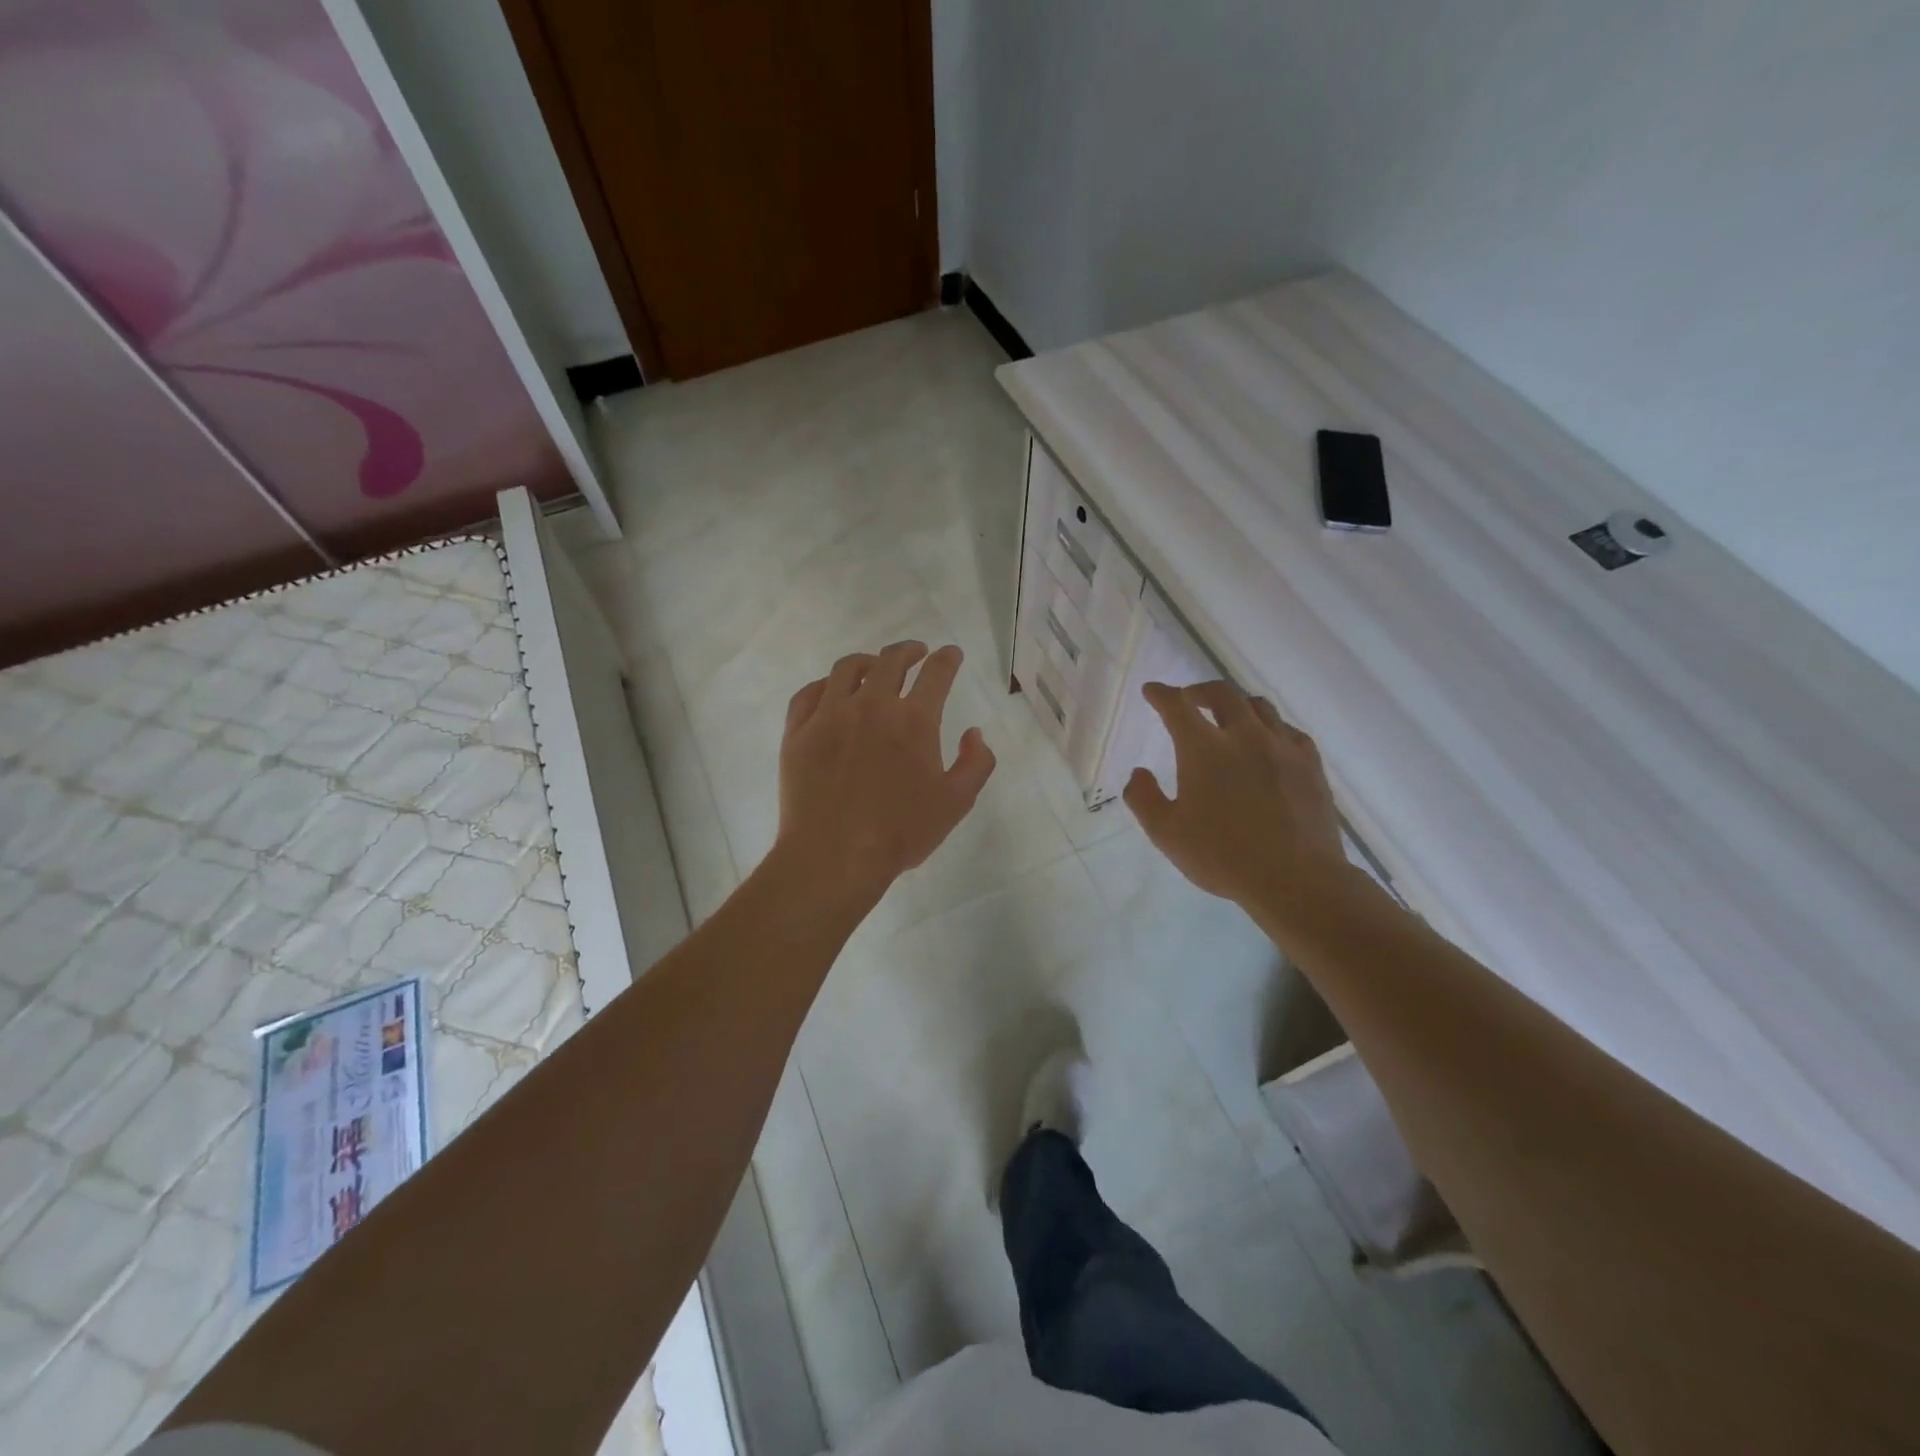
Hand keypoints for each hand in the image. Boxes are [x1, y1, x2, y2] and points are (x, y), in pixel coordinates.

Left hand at [775, 641, 996, 907]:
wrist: (833, 857)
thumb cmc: (900, 833)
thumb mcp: (955, 803)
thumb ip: (975, 763)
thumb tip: (974, 733)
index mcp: (914, 721)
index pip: (936, 674)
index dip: (947, 659)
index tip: (951, 654)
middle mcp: (872, 706)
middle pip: (890, 661)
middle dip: (908, 651)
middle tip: (916, 652)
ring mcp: (829, 716)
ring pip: (847, 669)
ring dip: (868, 661)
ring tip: (874, 666)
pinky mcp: (798, 732)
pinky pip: (809, 693)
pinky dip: (826, 684)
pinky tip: (831, 691)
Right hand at [1123, 680, 1347, 909]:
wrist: (1296, 879)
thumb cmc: (1223, 857)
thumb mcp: (1166, 834)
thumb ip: (1144, 798)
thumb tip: (1138, 773)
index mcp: (1204, 749)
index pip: (1177, 706)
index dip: (1161, 695)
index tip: (1152, 691)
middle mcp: (1244, 736)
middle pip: (1222, 694)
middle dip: (1199, 691)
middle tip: (1188, 700)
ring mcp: (1282, 747)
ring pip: (1258, 706)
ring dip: (1236, 704)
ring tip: (1228, 717)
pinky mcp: (1310, 763)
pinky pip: (1288, 730)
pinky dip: (1270, 727)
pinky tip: (1268, 742)